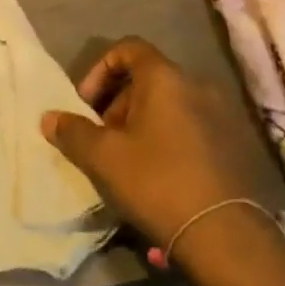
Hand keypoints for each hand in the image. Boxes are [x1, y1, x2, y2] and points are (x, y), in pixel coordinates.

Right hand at [42, 37, 257, 252]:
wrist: (226, 237)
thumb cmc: (157, 182)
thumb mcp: (103, 157)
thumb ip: (73, 132)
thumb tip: (49, 118)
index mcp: (165, 78)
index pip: (128, 48)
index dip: (100, 69)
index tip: (86, 103)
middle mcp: (197, 86)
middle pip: (148, 78)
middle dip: (118, 102)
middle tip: (103, 137)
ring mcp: (221, 115)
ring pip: (170, 105)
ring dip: (143, 123)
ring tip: (128, 160)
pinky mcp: (234, 145)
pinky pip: (191, 126)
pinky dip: (169, 138)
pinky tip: (158, 175)